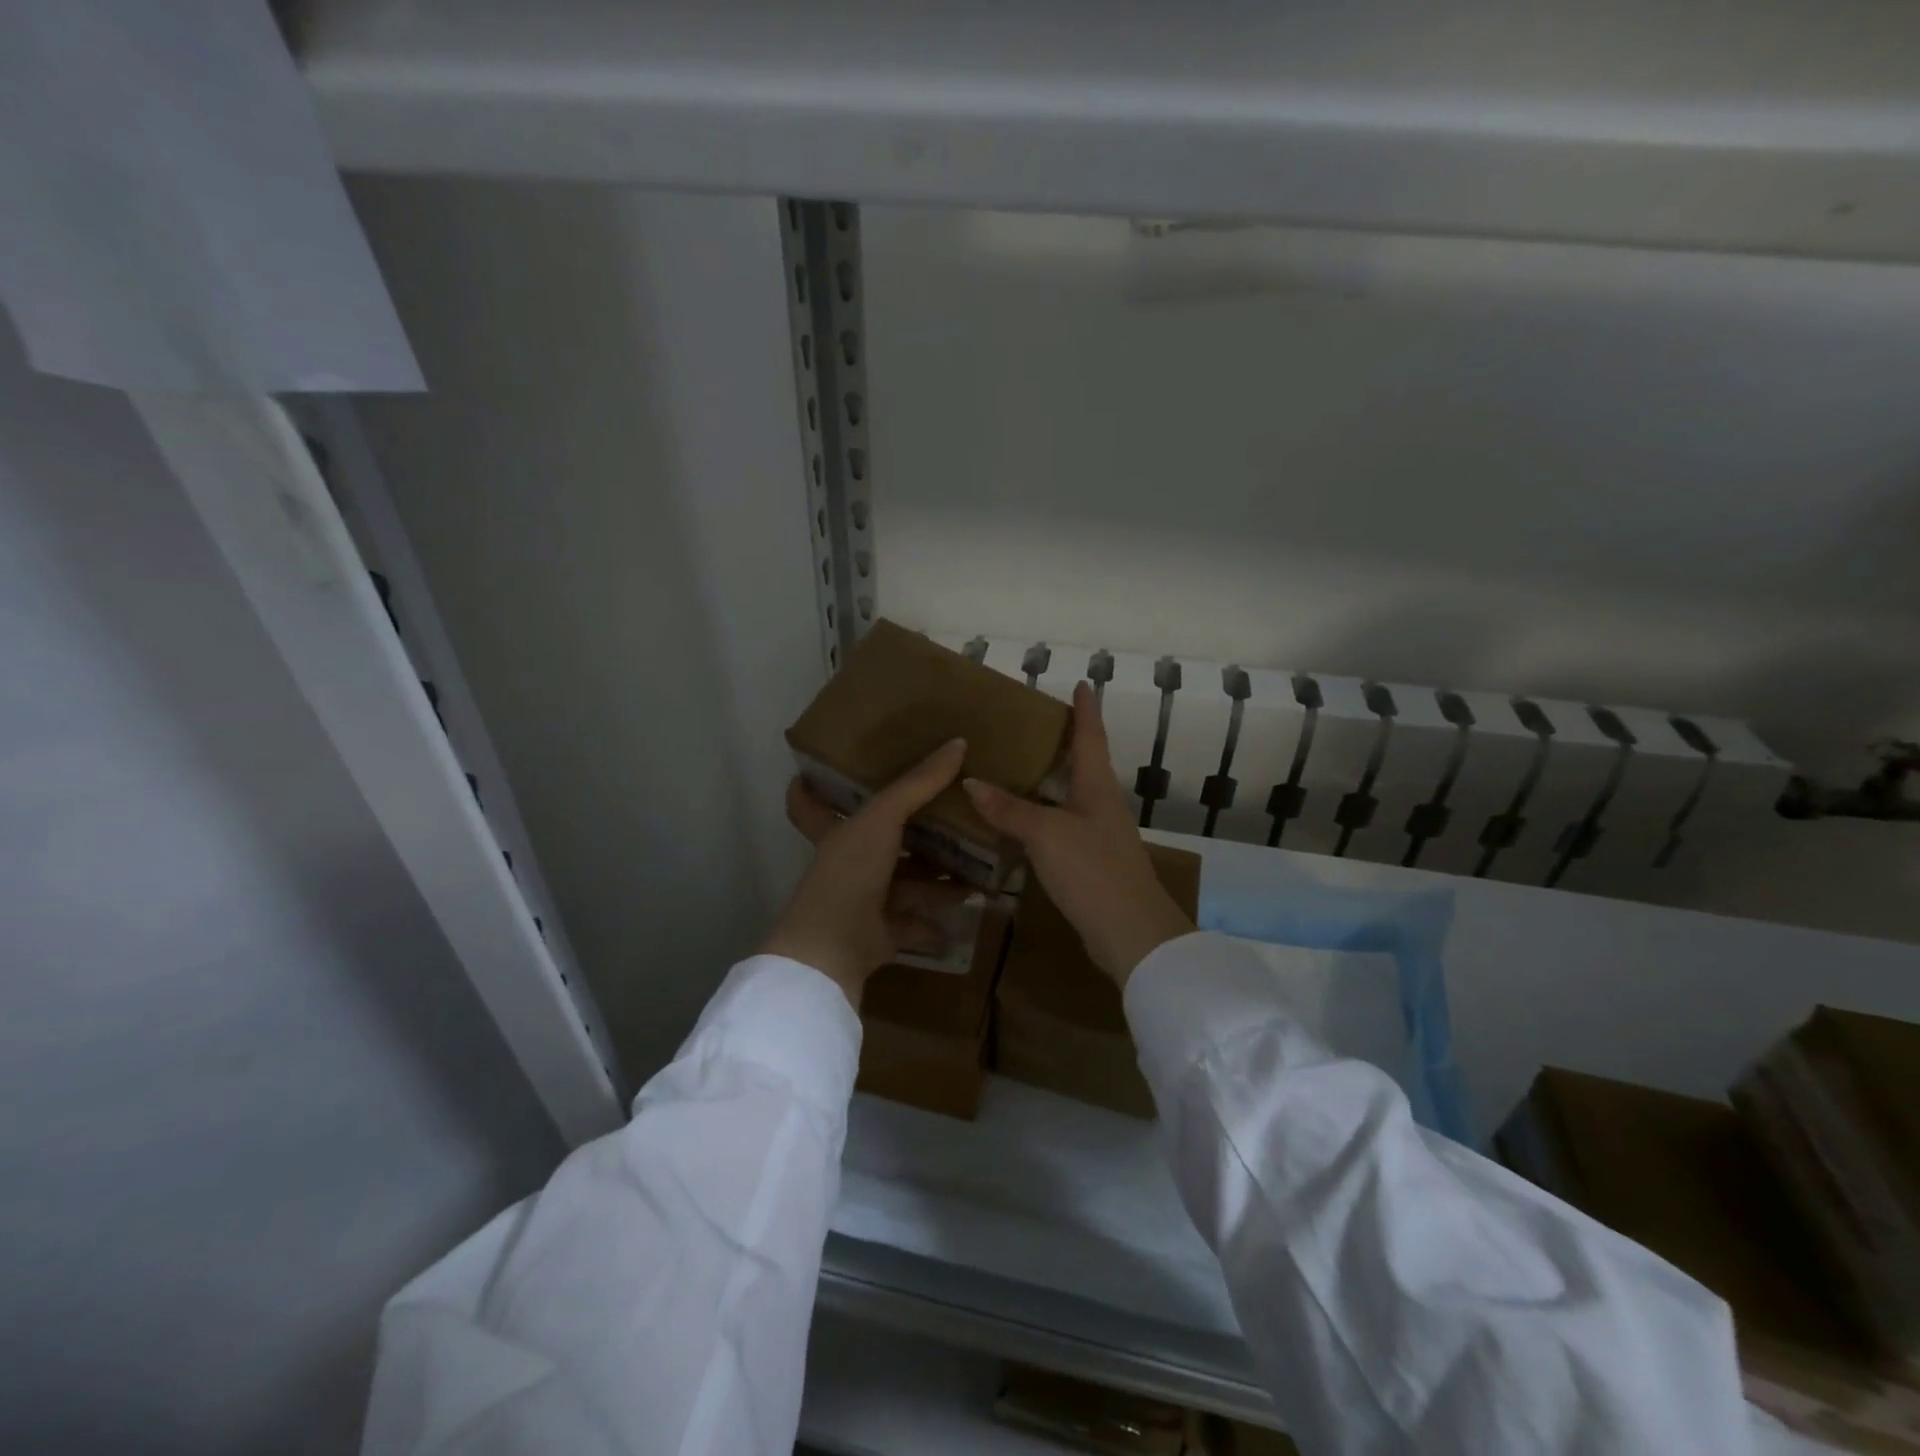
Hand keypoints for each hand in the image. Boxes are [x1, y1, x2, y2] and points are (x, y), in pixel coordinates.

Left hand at [761, 739, 971, 1007]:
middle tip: (946, 817)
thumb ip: (918, 783)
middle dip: (910, 836)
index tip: (806, 772)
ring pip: (904, 885)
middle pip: (879, 846)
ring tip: (975, 867)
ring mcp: (863, 902)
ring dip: (935, 880)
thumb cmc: (850, 872)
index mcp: (836, 834)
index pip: (810, 805)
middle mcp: (847, 866)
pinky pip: (914, 923)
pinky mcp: (880, 934)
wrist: (834, 947)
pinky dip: (937, 921)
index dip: (807, 788)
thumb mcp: (883, 818)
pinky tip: (966, 911)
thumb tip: (959, 742)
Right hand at [964, 684, 1193, 986]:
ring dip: (1048, 783)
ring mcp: (1099, 836)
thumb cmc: (1092, 870)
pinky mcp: (1091, 863)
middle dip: (1063, 744)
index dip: (1086, 710)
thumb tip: (972, 782)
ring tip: (1015, 770)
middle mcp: (1102, 805)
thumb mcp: (1046, 834)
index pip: (1091, 737)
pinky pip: (1061, 828)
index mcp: (1098, 787)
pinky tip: (1019, 825)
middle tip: (1030, 727)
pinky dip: (1040, 818)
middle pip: (1084, 765)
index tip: (1083, 684)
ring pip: (1070, 798)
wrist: (1130, 933)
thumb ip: (1009, 809)